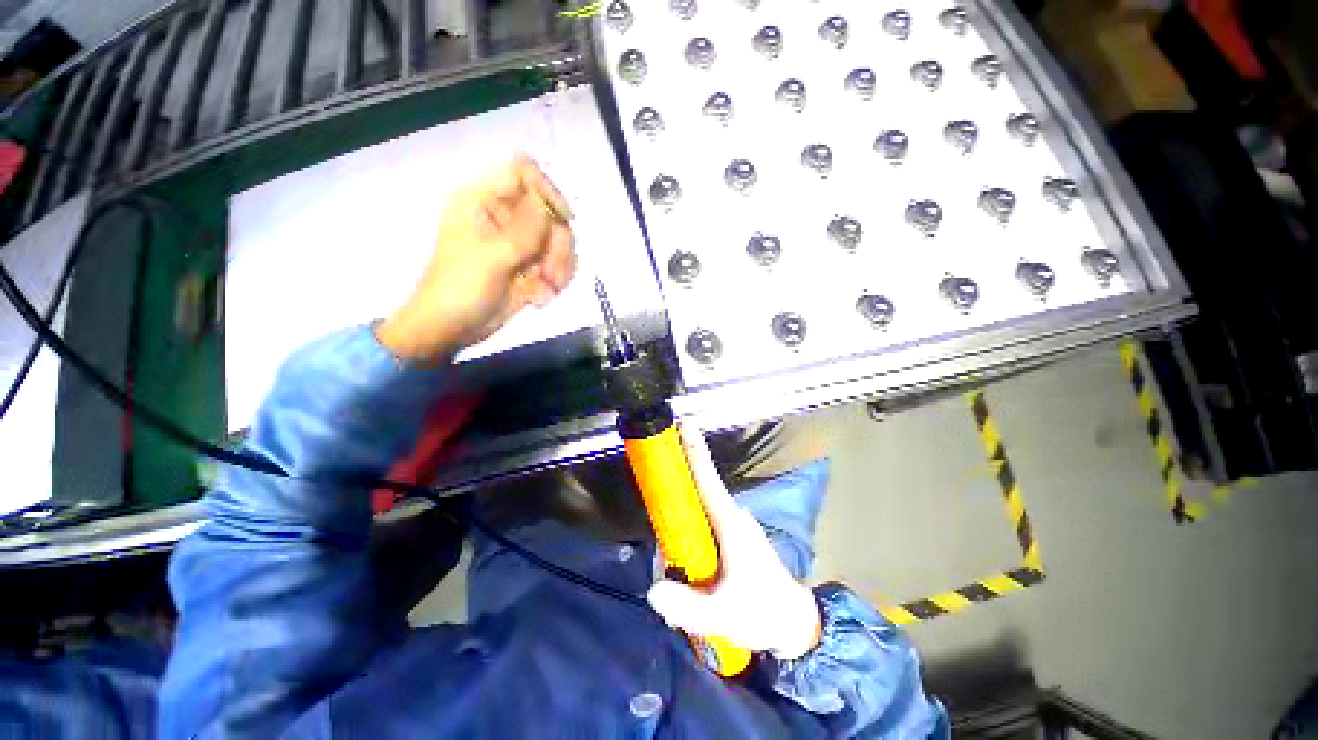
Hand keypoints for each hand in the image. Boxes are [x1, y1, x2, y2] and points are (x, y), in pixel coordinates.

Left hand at [376, 154, 576, 361]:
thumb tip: (549, 204)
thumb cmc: (459, 290)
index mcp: (483, 201)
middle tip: (551, 275)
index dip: (547, 191)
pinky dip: (558, 282)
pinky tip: (542, 299)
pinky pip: (559, 264)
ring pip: (560, 241)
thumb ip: (523, 231)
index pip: (523, 172)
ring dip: (561, 268)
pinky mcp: (531, 267)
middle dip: (558, 246)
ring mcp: (520, 243)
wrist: (451, 329)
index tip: (563, 219)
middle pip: (551, 212)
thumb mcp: (490, 259)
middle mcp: (505, 216)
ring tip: (547, 291)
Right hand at [647, 425, 822, 659]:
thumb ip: (686, 606)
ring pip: (697, 514)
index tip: (683, 424)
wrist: (794, 623)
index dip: (694, 450)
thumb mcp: (723, 616)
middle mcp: (731, 515)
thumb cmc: (762, 612)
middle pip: (695, 493)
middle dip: (675, 503)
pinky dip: (690, 540)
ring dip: (681, 532)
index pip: (707, 477)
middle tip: (666, 550)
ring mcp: (734, 524)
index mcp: (730, 522)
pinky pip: (704, 526)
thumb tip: (652, 589)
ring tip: (679, 577)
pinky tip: (690, 576)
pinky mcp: (733, 536)